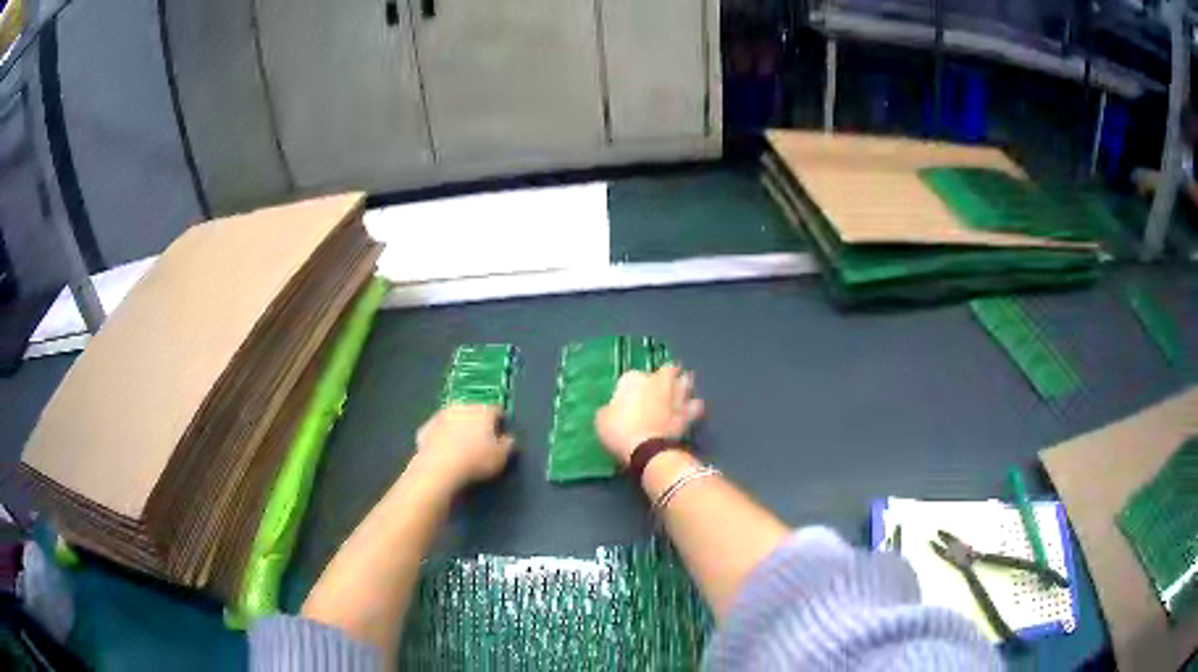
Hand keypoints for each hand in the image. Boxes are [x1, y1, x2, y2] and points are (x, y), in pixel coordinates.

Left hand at [412, 405, 514, 488]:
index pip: (496, 409)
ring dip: (457, 426)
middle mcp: (461, 407)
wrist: (438, 468)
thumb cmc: (475, 461)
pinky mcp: (425, 428)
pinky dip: (440, 436)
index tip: (502, 430)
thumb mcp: (501, 457)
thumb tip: (509, 438)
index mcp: (483, 411)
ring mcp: (440, 416)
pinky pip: (436, 430)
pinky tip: (442, 449)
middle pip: (472, 410)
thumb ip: (508, 445)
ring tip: (461, 443)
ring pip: (452, 417)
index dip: (500, 420)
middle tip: (481, 437)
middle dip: (477, 421)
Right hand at [595, 365, 704, 465]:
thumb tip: (613, 409)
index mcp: (633, 378)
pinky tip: (691, 410)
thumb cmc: (619, 431)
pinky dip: (694, 406)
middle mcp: (658, 381)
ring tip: (681, 391)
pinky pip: (697, 404)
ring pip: (686, 381)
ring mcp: (676, 395)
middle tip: (663, 384)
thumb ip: (610, 409)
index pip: (632, 375)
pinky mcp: (688, 412)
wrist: (646, 449)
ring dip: (684, 384)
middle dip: (667, 374)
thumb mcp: (602, 419)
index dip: (632, 385)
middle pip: (668, 369)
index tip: (630, 397)